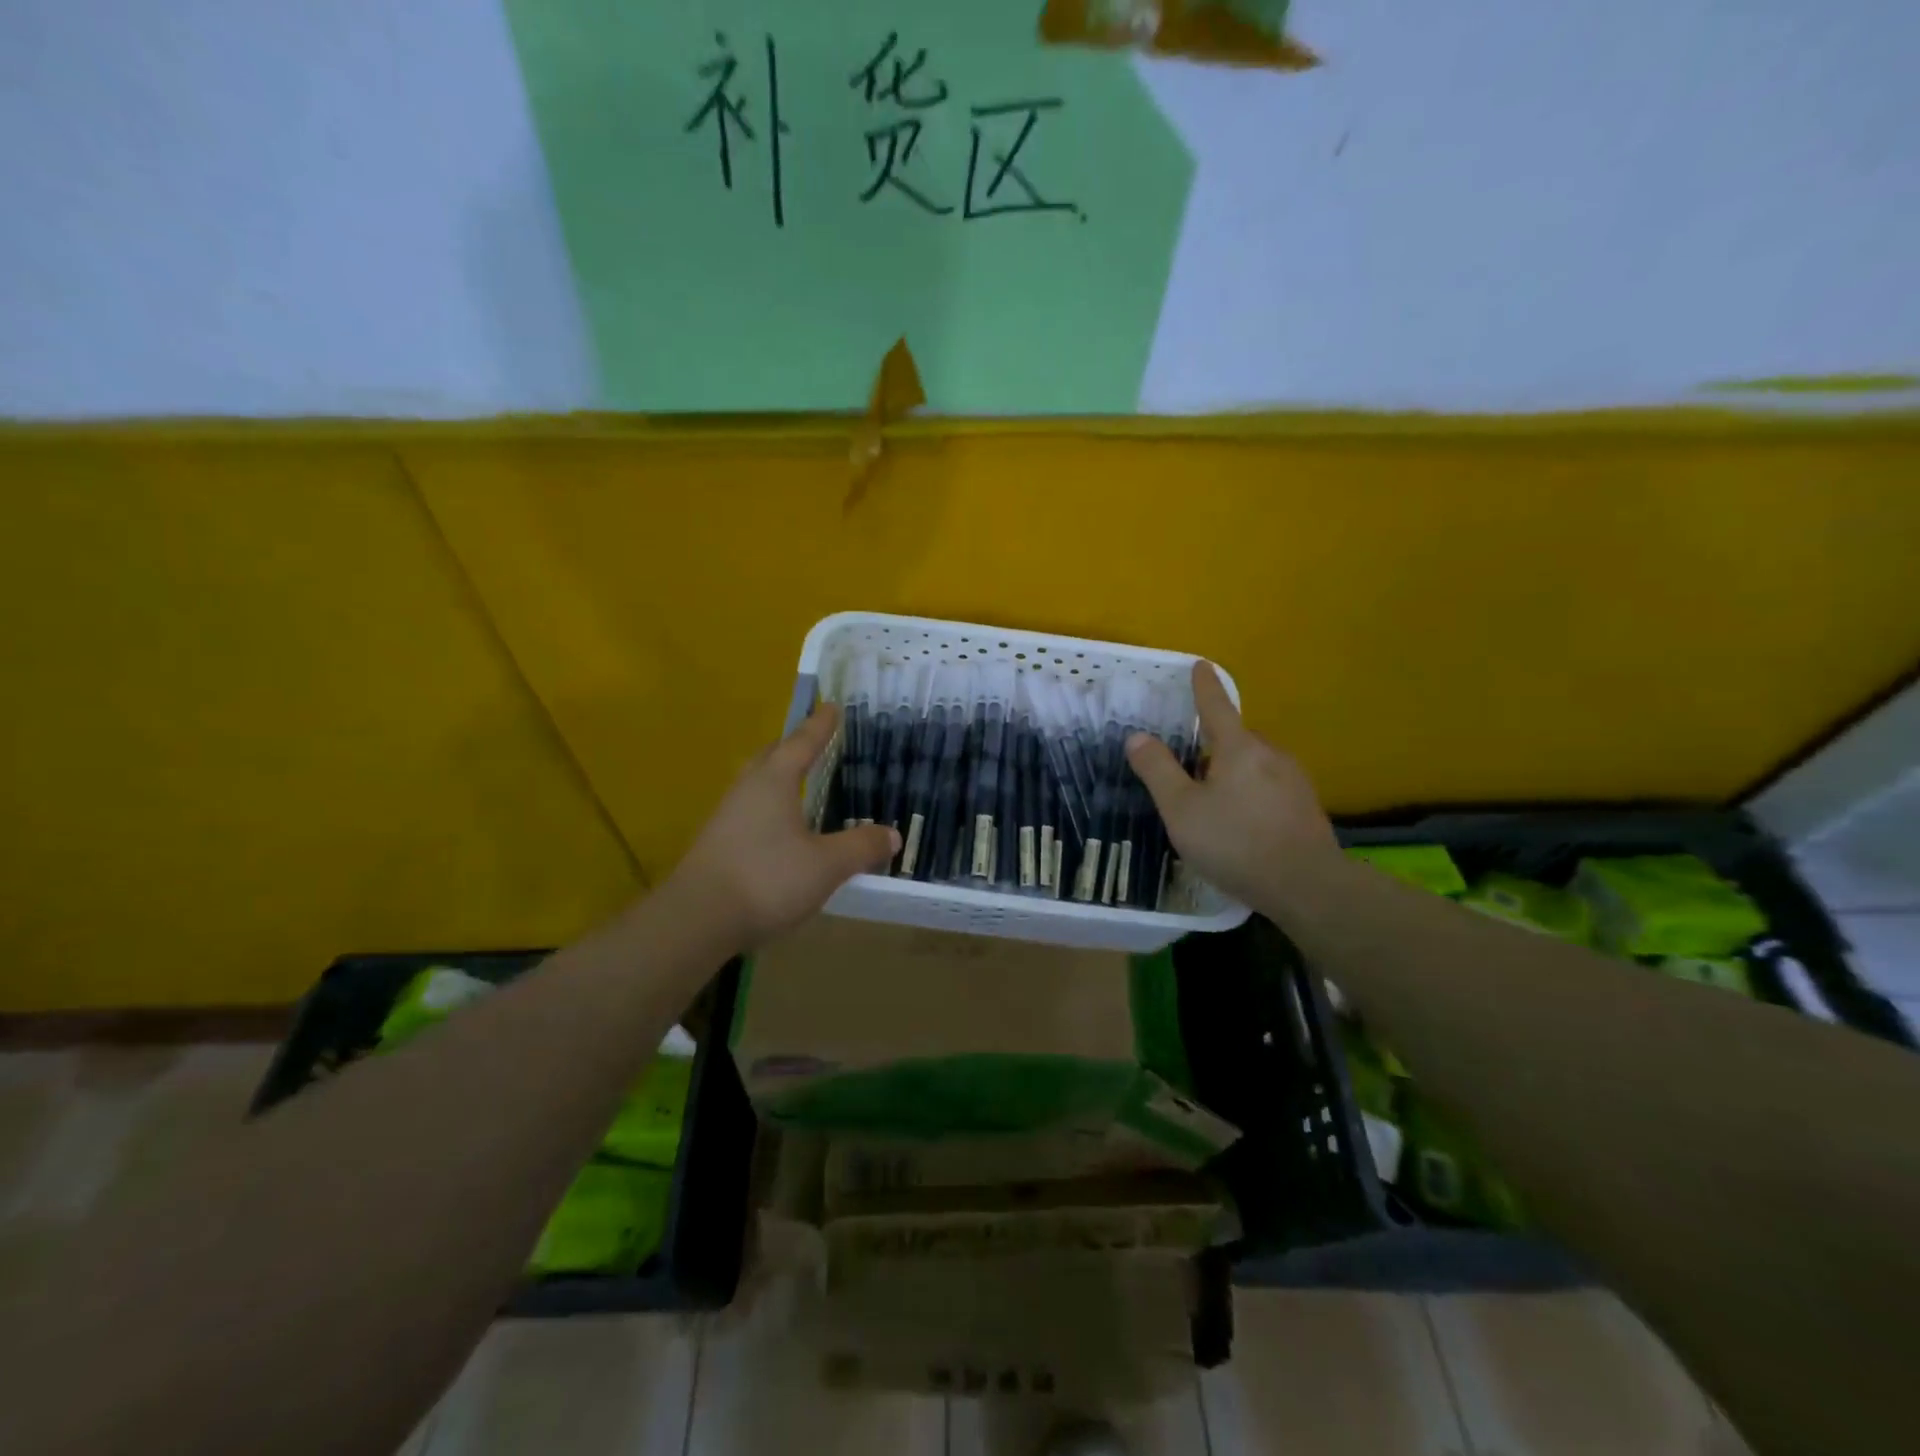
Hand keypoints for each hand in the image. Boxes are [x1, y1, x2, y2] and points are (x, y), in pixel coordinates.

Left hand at [668, 704, 898, 948]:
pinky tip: (779, 828)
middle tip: (814, 741)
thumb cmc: (767, 879)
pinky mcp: (717, 843)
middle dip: (794, 747)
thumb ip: (861, 847)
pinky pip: (749, 810)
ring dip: (778, 777)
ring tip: (798, 782)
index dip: (820, 726)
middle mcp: (747, 790)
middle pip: (771, 757)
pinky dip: (769, 807)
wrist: (697, 920)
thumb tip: (892, 834)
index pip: (802, 743)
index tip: (832, 706)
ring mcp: (727, 816)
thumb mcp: (827, 865)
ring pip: (757, 784)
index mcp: (774, 781)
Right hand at [1125, 662, 1338, 912]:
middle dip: (1214, 746)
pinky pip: (1269, 787)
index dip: (1204, 686)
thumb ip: (1157, 770)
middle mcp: (1270, 754)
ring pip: (1254, 764)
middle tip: (1190, 770)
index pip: (1216, 706)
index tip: (1201, 665)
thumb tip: (1137, 736)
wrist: (1307, 885)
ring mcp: (1294, 780)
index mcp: (1238, 748)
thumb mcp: (1181, 809)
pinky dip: (1251, 794)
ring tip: (1214, 804)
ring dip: (1233, 773)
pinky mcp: (1306, 806)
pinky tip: (1242, 823)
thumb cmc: (1235, 842)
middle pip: (1236, 739)